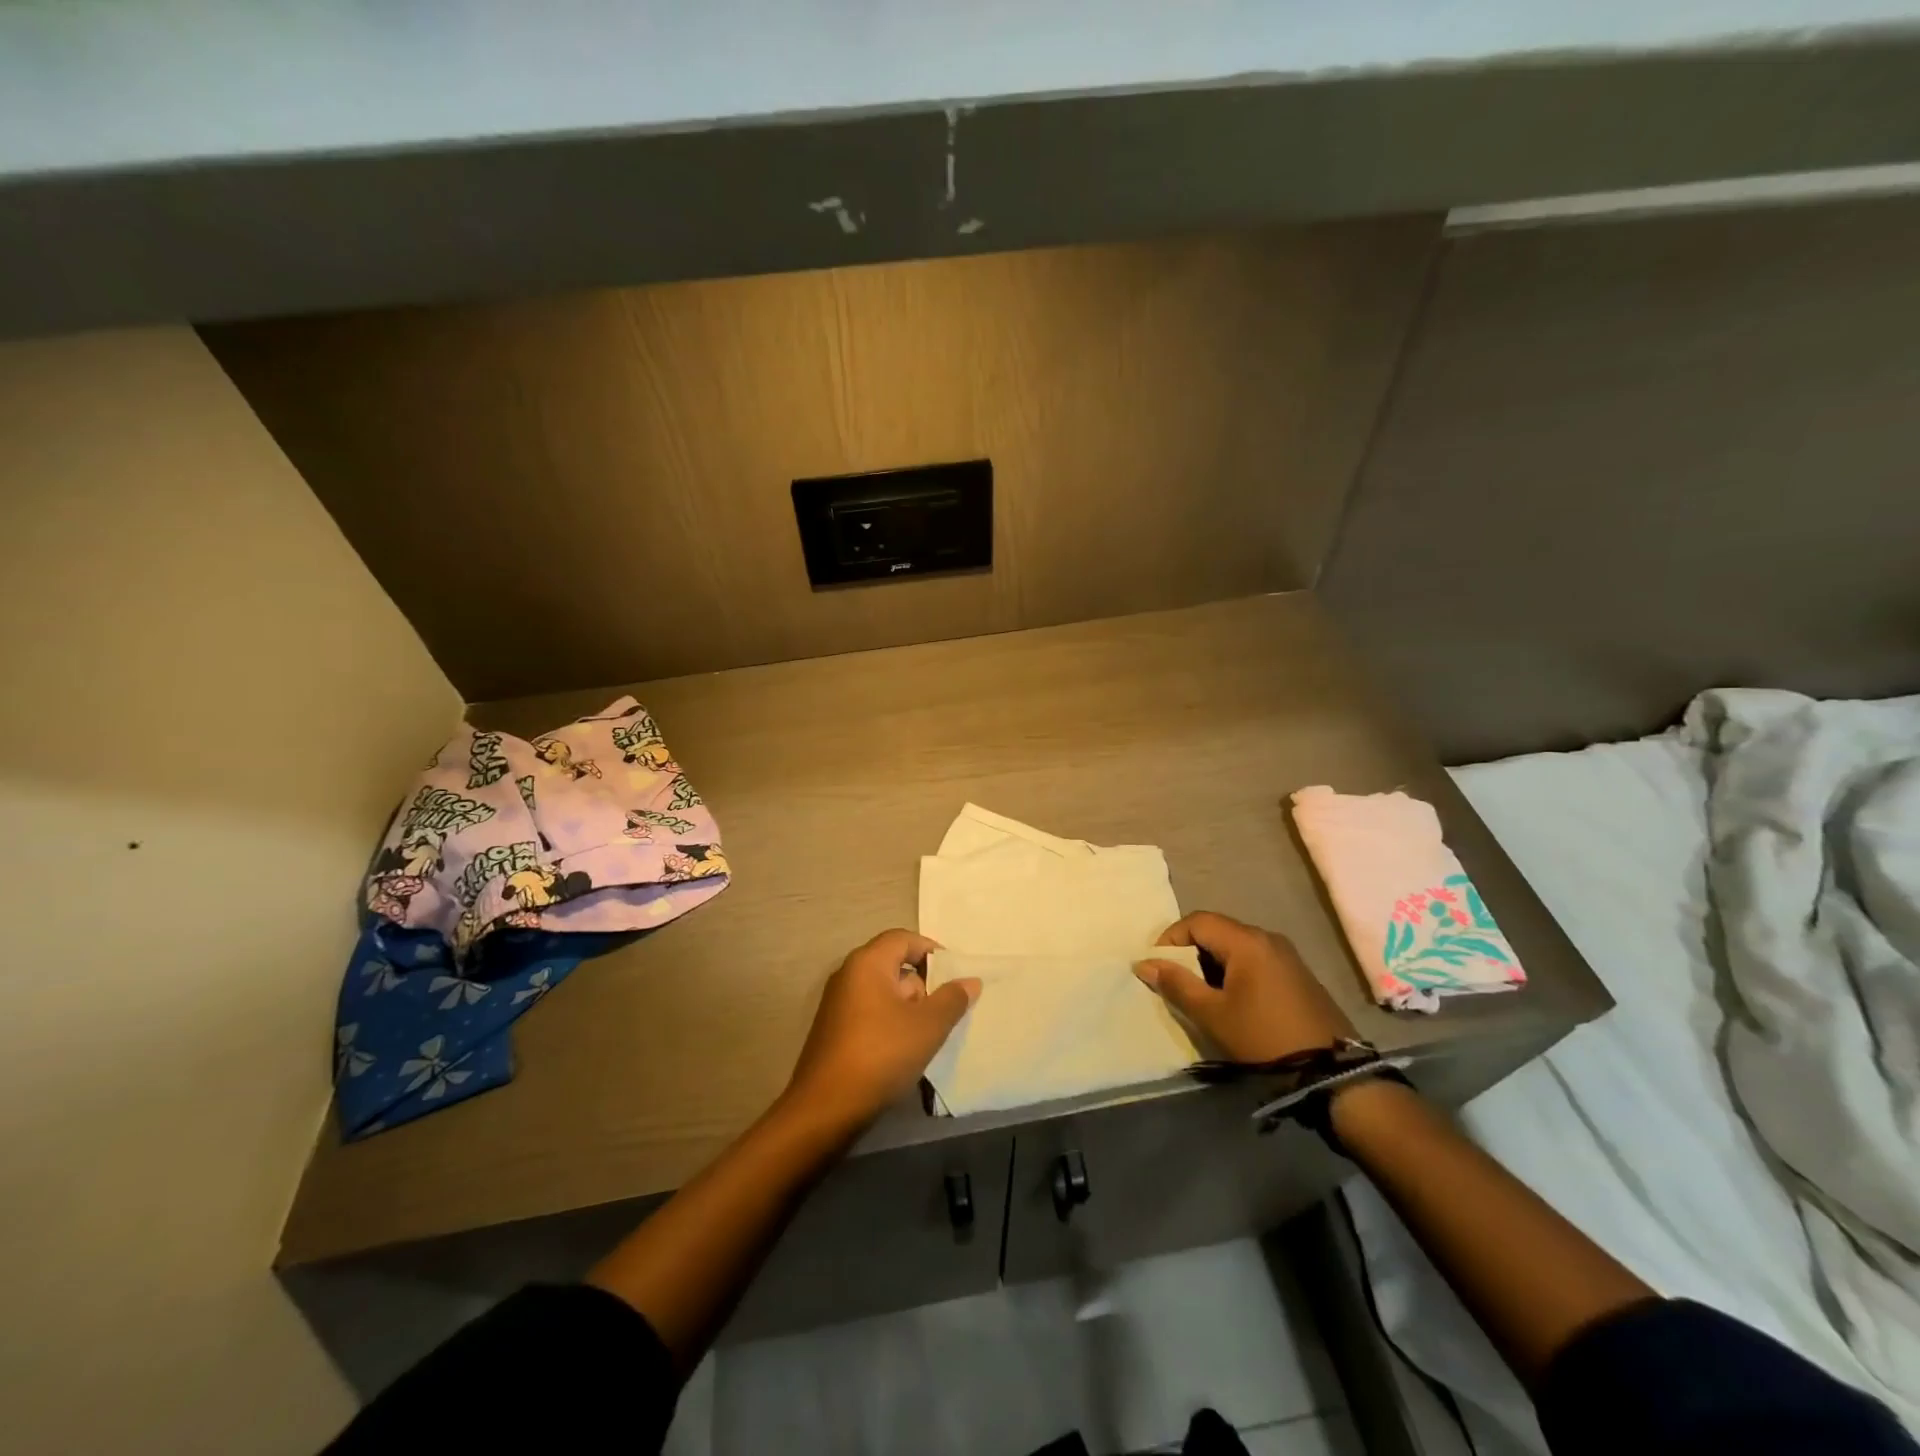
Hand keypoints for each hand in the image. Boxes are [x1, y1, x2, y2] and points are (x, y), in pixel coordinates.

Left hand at [783, 930, 980, 1133]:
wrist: (826, 1109)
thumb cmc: (881, 1054)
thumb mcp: (928, 1026)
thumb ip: (952, 999)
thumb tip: (970, 981)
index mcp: (867, 963)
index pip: (903, 939)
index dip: (932, 951)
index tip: (955, 975)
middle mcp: (848, 975)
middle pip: (894, 965)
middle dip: (922, 985)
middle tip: (944, 1012)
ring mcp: (837, 1004)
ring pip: (884, 993)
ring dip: (909, 1009)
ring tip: (928, 1037)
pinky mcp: (834, 1031)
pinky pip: (871, 1013)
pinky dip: (891, 1024)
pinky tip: (905, 1051)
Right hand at [1134, 911, 1354, 1062]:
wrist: (1331, 1072)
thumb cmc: (1263, 1036)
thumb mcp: (1212, 1014)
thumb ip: (1176, 984)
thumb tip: (1144, 963)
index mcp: (1246, 941)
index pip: (1197, 921)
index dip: (1170, 938)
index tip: (1157, 965)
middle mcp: (1267, 937)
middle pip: (1217, 930)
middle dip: (1190, 951)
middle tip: (1175, 981)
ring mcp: (1287, 955)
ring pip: (1236, 946)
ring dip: (1212, 962)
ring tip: (1200, 993)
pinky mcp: (1298, 974)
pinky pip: (1255, 959)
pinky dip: (1234, 970)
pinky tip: (1231, 999)